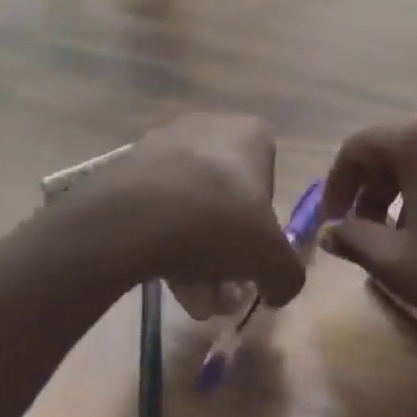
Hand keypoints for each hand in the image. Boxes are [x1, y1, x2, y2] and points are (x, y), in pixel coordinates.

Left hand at [74, 112, 306, 310]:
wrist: (134, 216)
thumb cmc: (218, 221)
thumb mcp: (271, 258)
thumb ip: (288, 276)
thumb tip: (279, 290)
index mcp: (252, 133)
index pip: (267, 182)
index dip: (261, 225)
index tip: (249, 255)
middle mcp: (211, 125)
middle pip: (226, 197)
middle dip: (224, 244)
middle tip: (218, 284)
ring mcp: (165, 141)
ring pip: (191, 204)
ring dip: (194, 248)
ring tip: (186, 291)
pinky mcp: (129, 163)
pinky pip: (157, 204)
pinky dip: (162, 237)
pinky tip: (159, 273)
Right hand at [320, 114, 416, 360]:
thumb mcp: (396, 262)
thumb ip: (353, 238)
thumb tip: (330, 231)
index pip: (358, 147)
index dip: (336, 184)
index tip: (331, 220)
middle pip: (394, 150)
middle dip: (370, 190)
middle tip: (359, 231)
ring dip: (402, 193)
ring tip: (398, 238)